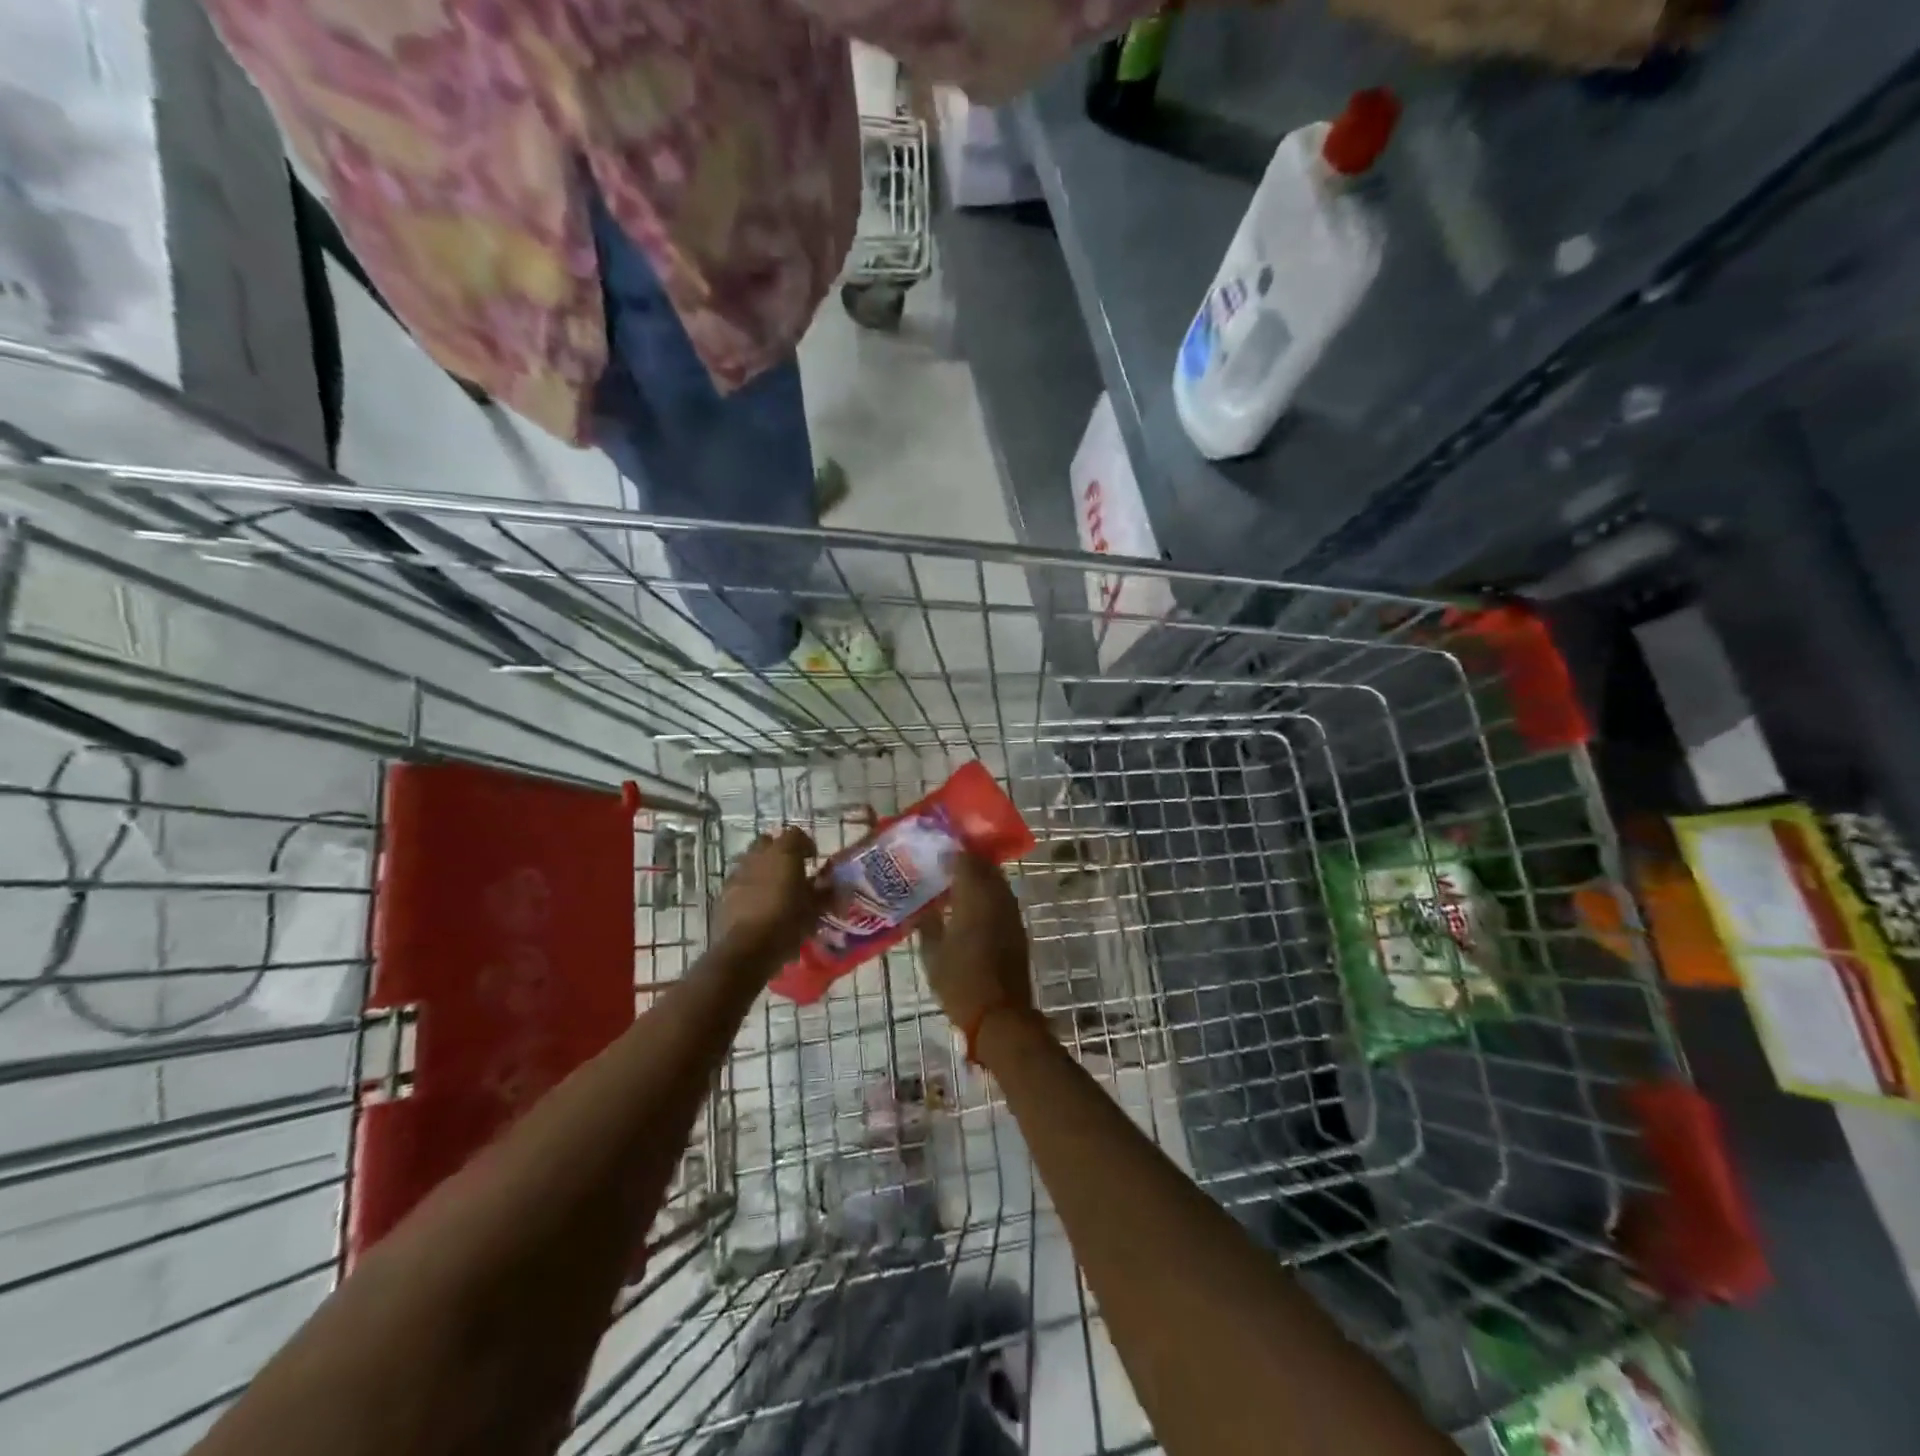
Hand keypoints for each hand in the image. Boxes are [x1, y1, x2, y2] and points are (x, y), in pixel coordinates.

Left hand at [715, 827, 821, 962]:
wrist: (747, 948)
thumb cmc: (787, 923)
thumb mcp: (815, 909)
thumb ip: (824, 892)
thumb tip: (831, 885)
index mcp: (784, 853)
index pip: (796, 834)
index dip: (806, 845)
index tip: (812, 861)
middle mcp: (759, 856)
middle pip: (769, 842)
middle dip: (779, 852)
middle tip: (791, 870)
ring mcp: (739, 872)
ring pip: (751, 860)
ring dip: (763, 868)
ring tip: (773, 888)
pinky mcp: (724, 891)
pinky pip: (740, 880)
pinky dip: (749, 885)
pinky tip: (757, 904)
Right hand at [920, 855, 1031, 1036]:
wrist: (1000, 1015)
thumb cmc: (960, 983)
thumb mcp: (932, 955)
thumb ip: (927, 925)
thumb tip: (921, 910)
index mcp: (974, 898)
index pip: (966, 861)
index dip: (952, 854)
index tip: (936, 853)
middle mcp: (997, 898)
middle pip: (986, 867)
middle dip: (968, 862)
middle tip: (946, 866)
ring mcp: (1011, 914)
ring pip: (997, 883)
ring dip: (980, 878)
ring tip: (957, 885)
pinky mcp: (1018, 929)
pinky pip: (1003, 900)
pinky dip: (989, 896)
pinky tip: (972, 908)